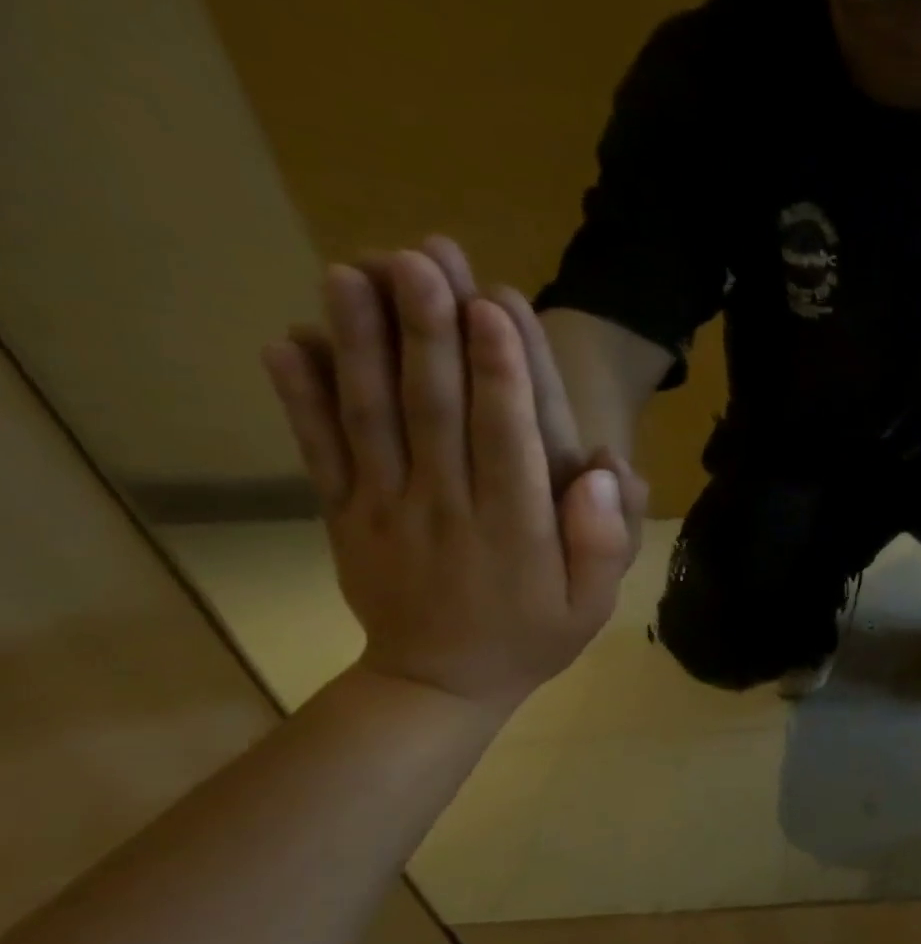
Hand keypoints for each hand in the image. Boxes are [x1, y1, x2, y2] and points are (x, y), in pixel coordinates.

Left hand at [262, 248, 645, 708]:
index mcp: (516, 527)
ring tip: (351, 273)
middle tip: (420, 259)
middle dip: (429, 333)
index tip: (493, 307)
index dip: (501, 372)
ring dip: (361, 345)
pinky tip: (287, 341)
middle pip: (436, 411)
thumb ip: (605, 543)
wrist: (441, 683)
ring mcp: (388, 509)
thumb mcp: (593, 604)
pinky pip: (320, 453)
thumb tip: (609, 475)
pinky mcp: (346, 515)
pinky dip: (300, 398)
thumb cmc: (533, 634)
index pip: (509, 438)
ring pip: (373, 418)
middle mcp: (449, 507)